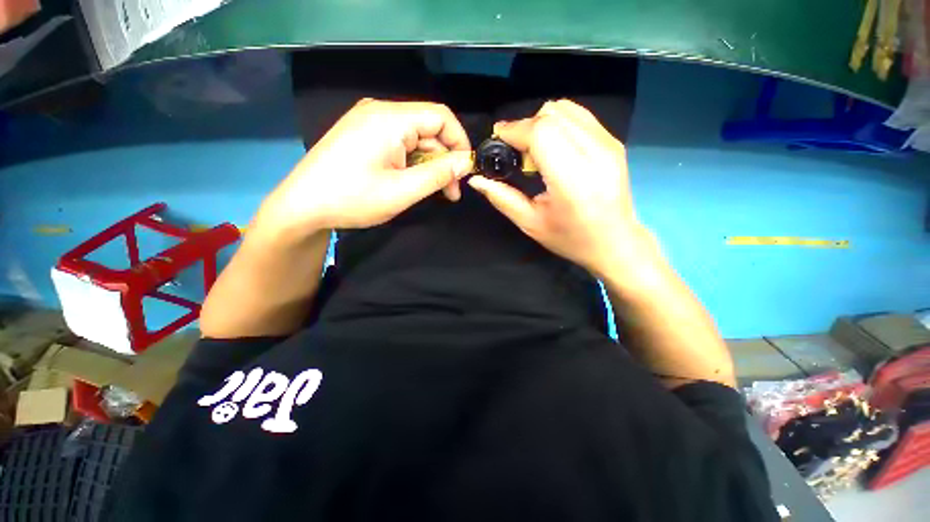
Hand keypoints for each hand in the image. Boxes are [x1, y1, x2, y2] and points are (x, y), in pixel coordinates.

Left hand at [255, 99, 472, 237]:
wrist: (303, 206)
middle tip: (450, 193)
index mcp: (390, 119)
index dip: (460, 142)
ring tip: (435, 193)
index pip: (441, 117)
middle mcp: (380, 112)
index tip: (465, 171)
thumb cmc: (353, 199)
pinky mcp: (363, 135)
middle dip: (444, 161)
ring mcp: (369, 122)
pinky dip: (412, 163)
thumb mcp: (403, 191)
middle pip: (428, 130)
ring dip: (429, 165)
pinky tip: (413, 182)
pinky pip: (399, 144)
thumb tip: (466, 162)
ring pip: (415, 139)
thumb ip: (439, 174)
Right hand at [468, 99, 645, 276]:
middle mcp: (595, 155)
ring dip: (541, 124)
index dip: (515, 131)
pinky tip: (554, 148)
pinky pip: (579, 116)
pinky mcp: (614, 142)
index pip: (541, 133)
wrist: (615, 242)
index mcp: (573, 181)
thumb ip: (502, 198)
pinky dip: (558, 123)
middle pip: (551, 115)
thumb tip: (476, 180)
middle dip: (524, 127)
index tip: (498, 141)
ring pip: (565, 110)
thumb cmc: (570, 239)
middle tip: (516, 153)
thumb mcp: (531, 223)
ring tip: (535, 152)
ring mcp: (609, 144)